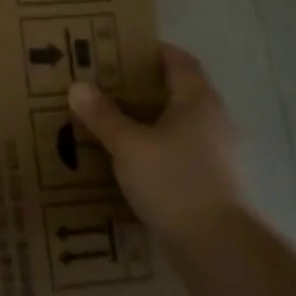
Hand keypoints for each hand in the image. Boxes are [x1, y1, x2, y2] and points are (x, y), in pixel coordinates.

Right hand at [68, 41, 245, 242]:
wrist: (218, 245)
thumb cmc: (174, 181)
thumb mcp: (128, 145)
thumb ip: (103, 116)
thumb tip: (78, 86)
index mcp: (198, 101)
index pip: (179, 61)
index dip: (153, 51)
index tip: (121, 50)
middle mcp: (214, 120)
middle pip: (178, 92)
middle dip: (143, 88)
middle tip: (105, 88)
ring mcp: (218, 153)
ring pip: (179, 125)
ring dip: (149, 122)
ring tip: (112, 125)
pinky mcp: (213, 182)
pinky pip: (180, 153)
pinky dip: (157, 150)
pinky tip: (131, 163)